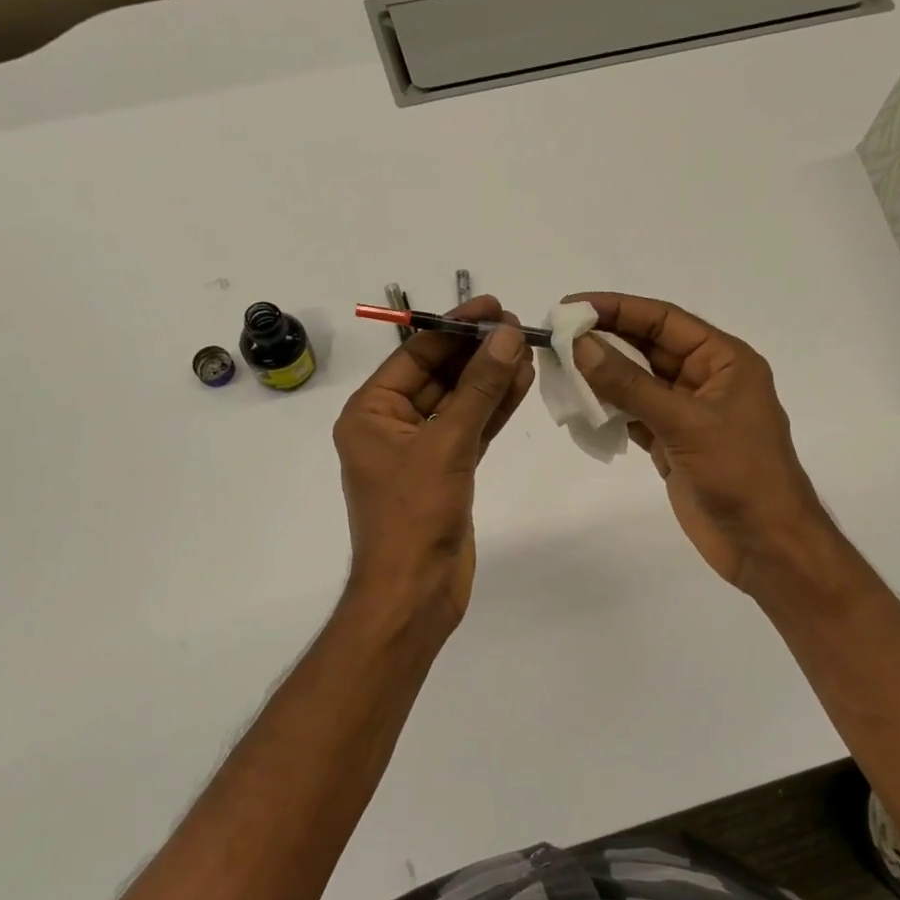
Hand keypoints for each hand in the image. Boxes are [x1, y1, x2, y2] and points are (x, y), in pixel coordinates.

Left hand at [333, 296, 534, 629]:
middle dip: (477, 352)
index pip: (414, 355)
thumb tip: (508, 336)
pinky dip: (494, 410)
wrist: (414, 592)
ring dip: (491, 379)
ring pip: (459, 403)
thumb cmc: (415, 514)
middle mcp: (391, 426)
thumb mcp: (446, 444)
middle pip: (438, 376)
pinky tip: (521, 384)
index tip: (494, 307)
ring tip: (528, 348)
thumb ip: (479, 389)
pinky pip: (471, 430)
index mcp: (370, 413)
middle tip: (519, 326)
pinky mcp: (446, 473)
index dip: (454, 328)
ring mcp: (420, 451)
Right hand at [565, 292, 830, 592]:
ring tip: (558, 366)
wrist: (765, 544)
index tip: (572, 305)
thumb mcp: (684, 422)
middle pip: (648, 348)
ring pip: (637, 383)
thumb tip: (581, 345)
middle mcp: (705, 380)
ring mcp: (687, 414)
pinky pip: (634, 416)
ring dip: (602, 375)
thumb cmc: (739, 473)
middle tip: (556, 336)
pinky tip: (579, 405)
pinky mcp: (672, 445)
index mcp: (724, 360)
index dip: (618, 308)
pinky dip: (608, 411)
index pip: (664, 320)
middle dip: (605, 340)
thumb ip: (630, 385)